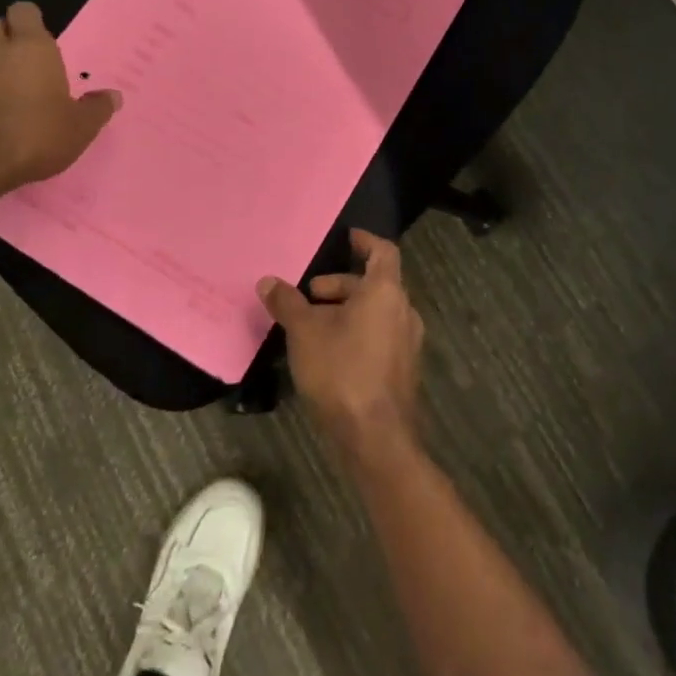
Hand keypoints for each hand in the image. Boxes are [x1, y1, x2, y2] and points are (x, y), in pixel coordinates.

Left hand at [0, 2, 120, 198]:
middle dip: (7, 40)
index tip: (39, 40)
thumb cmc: (35, 135)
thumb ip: (96, 108)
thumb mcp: (80, 128)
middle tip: (25, 67)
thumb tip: (113, 96)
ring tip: (2, 99)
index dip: (30, 21)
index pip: (24, 11)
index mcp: (31, 47)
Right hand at [259, 230, 423, 464]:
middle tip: (310, 295)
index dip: (365, 241)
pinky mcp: (402, 370)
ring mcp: (407, 342)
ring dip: (347, 310)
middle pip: (375, 284)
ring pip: (376, 312)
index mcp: (386, 292)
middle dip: (341, 285)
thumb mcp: (304, 332)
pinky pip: (380, 336)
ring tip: (313, 325)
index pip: (383, 251)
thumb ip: (287, 302)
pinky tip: (329, 353)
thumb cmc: (341, 371)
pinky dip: (357, 332)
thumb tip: (268, 281)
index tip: (346, 238)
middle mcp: (404, 311)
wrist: (375, 437)